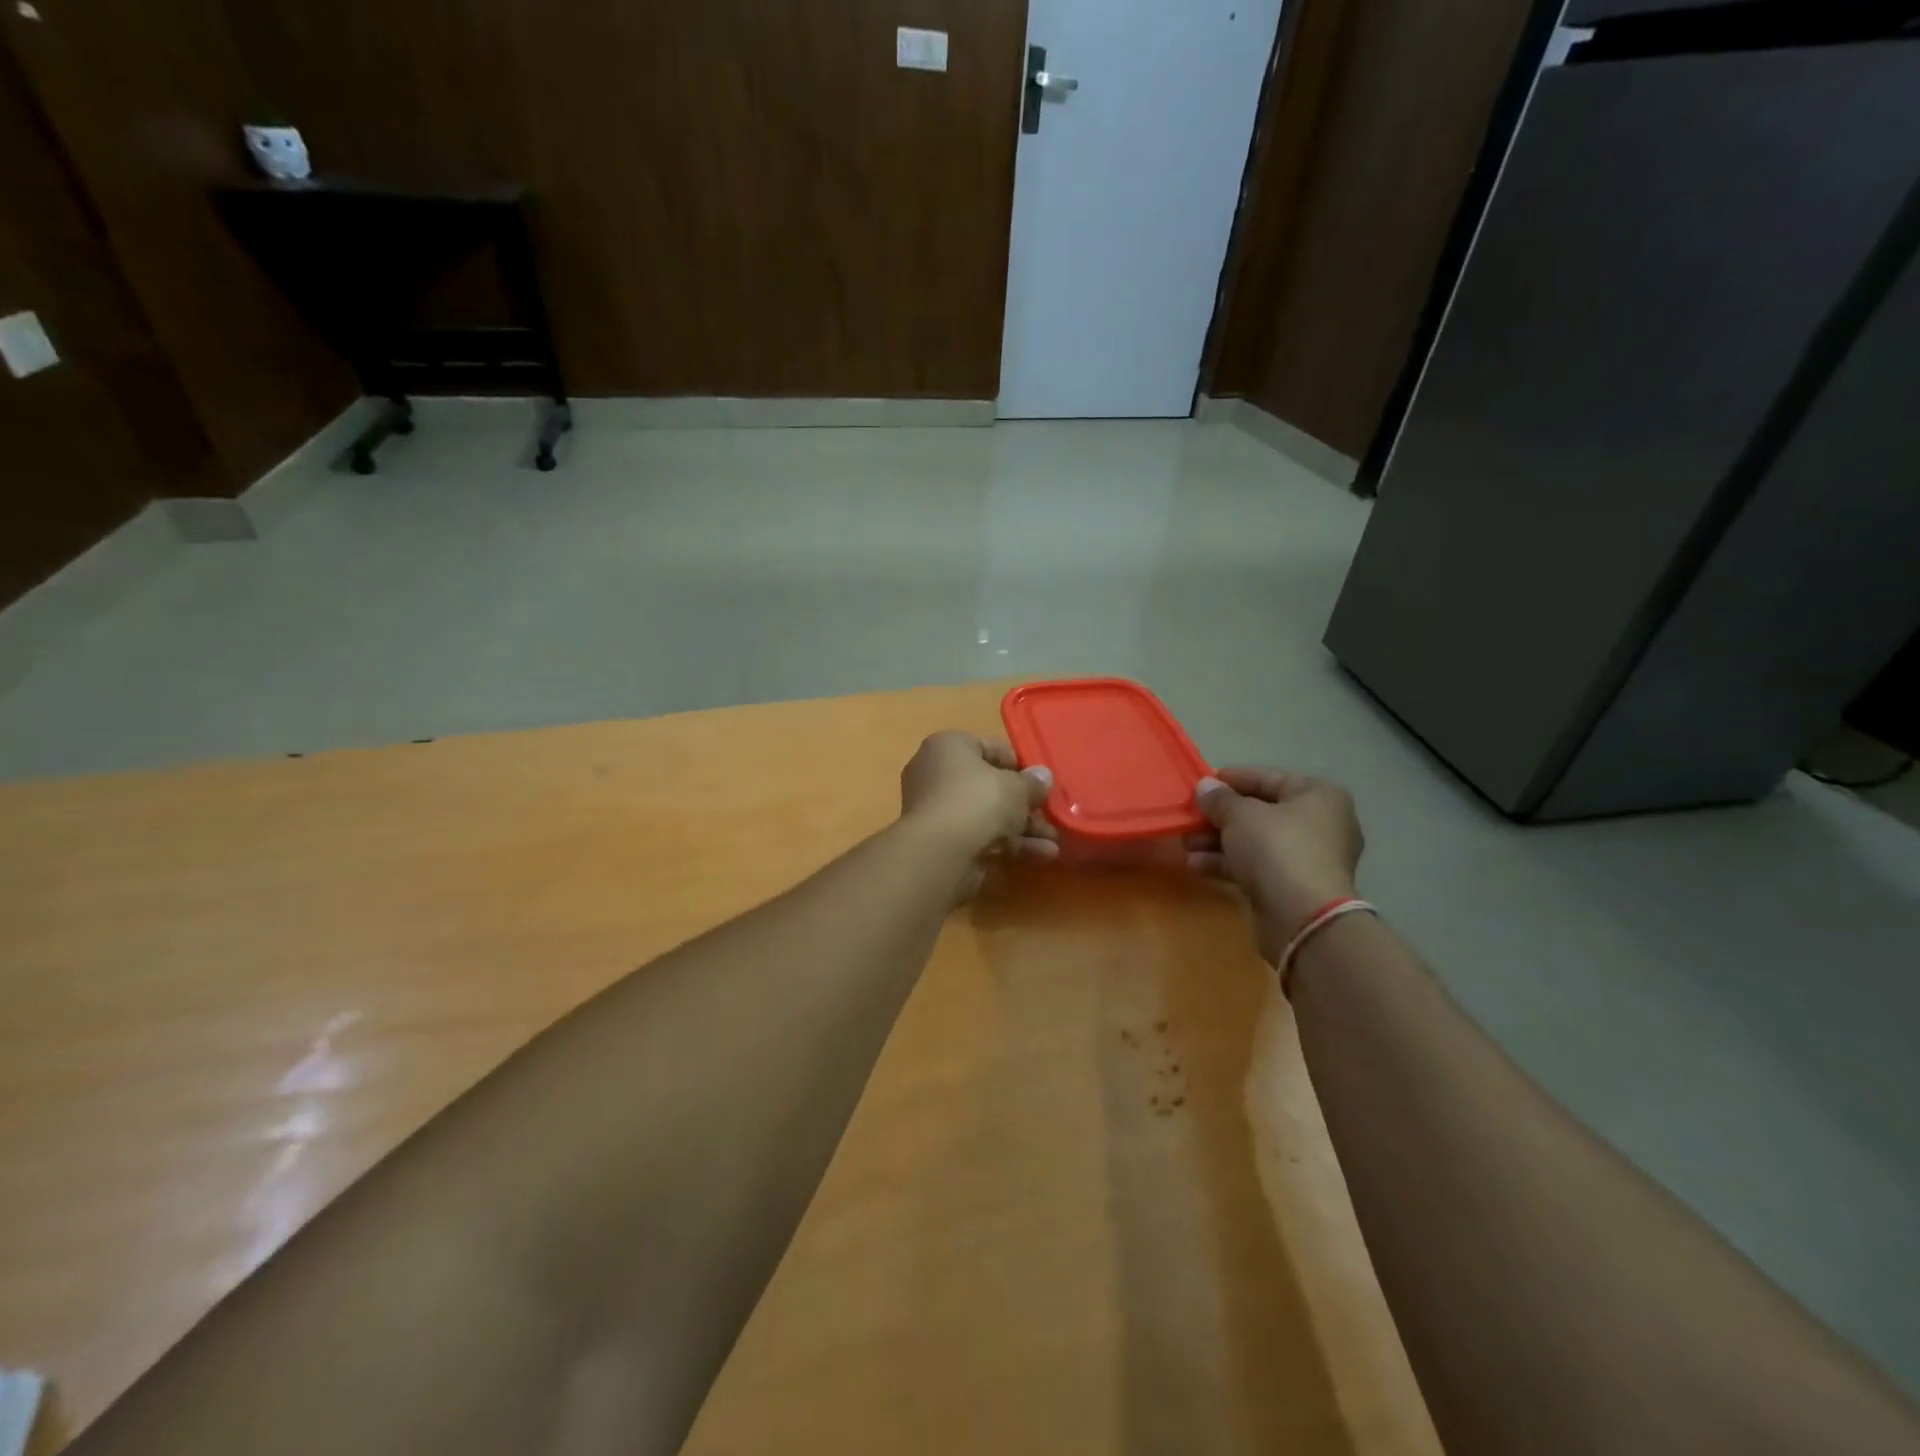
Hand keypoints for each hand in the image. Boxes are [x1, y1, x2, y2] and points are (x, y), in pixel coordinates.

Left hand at [899, 733, 1056, 892]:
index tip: (1040, 780)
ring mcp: (938, 811)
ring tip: (1055, 841)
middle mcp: (936, 774)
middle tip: (1050, 814)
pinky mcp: (942, 843)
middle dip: (1023, 803)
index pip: (987, 747)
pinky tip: (1042, 856)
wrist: (940, 854)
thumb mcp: (1016, 787)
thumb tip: (1043, 776)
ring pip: (987, 815)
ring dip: (1023, 828)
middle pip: (989, 786)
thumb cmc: (977, 802)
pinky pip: (981, 837)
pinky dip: (1010, 846)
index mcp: (948, 747)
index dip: (1018, 764)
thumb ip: (1032, 782)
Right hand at [1187, 768, 1363, 964]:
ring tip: (1185, 844)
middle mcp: (1319, 823)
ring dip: (1217, 841)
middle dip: (1219, 816)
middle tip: (1189, 817)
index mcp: (1318, 796)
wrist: (1303, 917)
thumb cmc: (1277, 849)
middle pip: (1260, 812)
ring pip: (1255, 842)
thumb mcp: (1240, 815)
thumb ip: (1219, 798)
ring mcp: (1308, 858)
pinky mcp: (1293, 887)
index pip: (1268, 778)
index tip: (1201, 783)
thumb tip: (1204, 786)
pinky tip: (1196, 866)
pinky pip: (1256, 866)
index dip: (1232, 779)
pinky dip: (1228, 864)